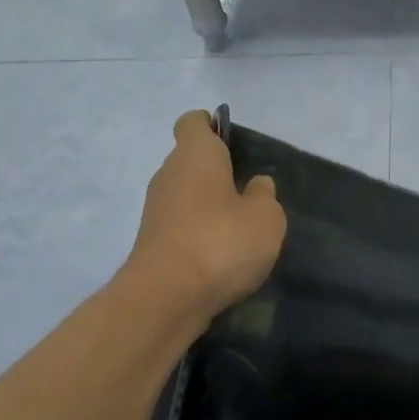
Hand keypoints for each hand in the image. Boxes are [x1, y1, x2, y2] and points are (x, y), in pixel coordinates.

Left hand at [125, 110, 286, 321]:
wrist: (166, 297)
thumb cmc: (221, 242)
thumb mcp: (266, 218)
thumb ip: (264, 196)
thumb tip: (255, 185)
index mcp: (195, 154)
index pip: (193, 122)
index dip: (211, 126)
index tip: (232, 143)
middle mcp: (168, 175)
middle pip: (190, 161)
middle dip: (216, 173)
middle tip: (249, 194)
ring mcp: (155, 210)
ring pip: (185, 196)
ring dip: (208, 207)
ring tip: (240, 231)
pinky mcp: (152, 243)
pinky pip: (180, 226)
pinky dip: (198, 234)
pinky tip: (221, 257)